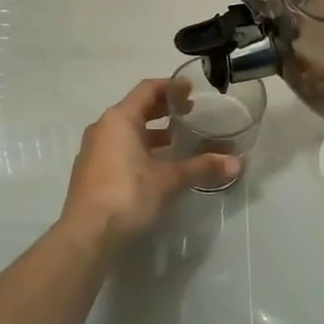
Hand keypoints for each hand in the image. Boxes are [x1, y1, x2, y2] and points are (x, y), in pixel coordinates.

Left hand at [59, 78, 237, 248]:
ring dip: (151, 132)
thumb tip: (237, 164)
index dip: (171, 87)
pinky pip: (118, 149)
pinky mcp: (90, 173)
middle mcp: (103, 128)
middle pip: (136, 108)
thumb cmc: (128, 195)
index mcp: (119, 119)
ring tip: (177, 141)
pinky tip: (156, 166)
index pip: (147, 89)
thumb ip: (201, 167)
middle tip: (189, 113)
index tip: (191, 90)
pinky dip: (139, 149)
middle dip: (163, 109)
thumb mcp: (169, 180)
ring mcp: (93, 151)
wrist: (86, 236)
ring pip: (126, 131)